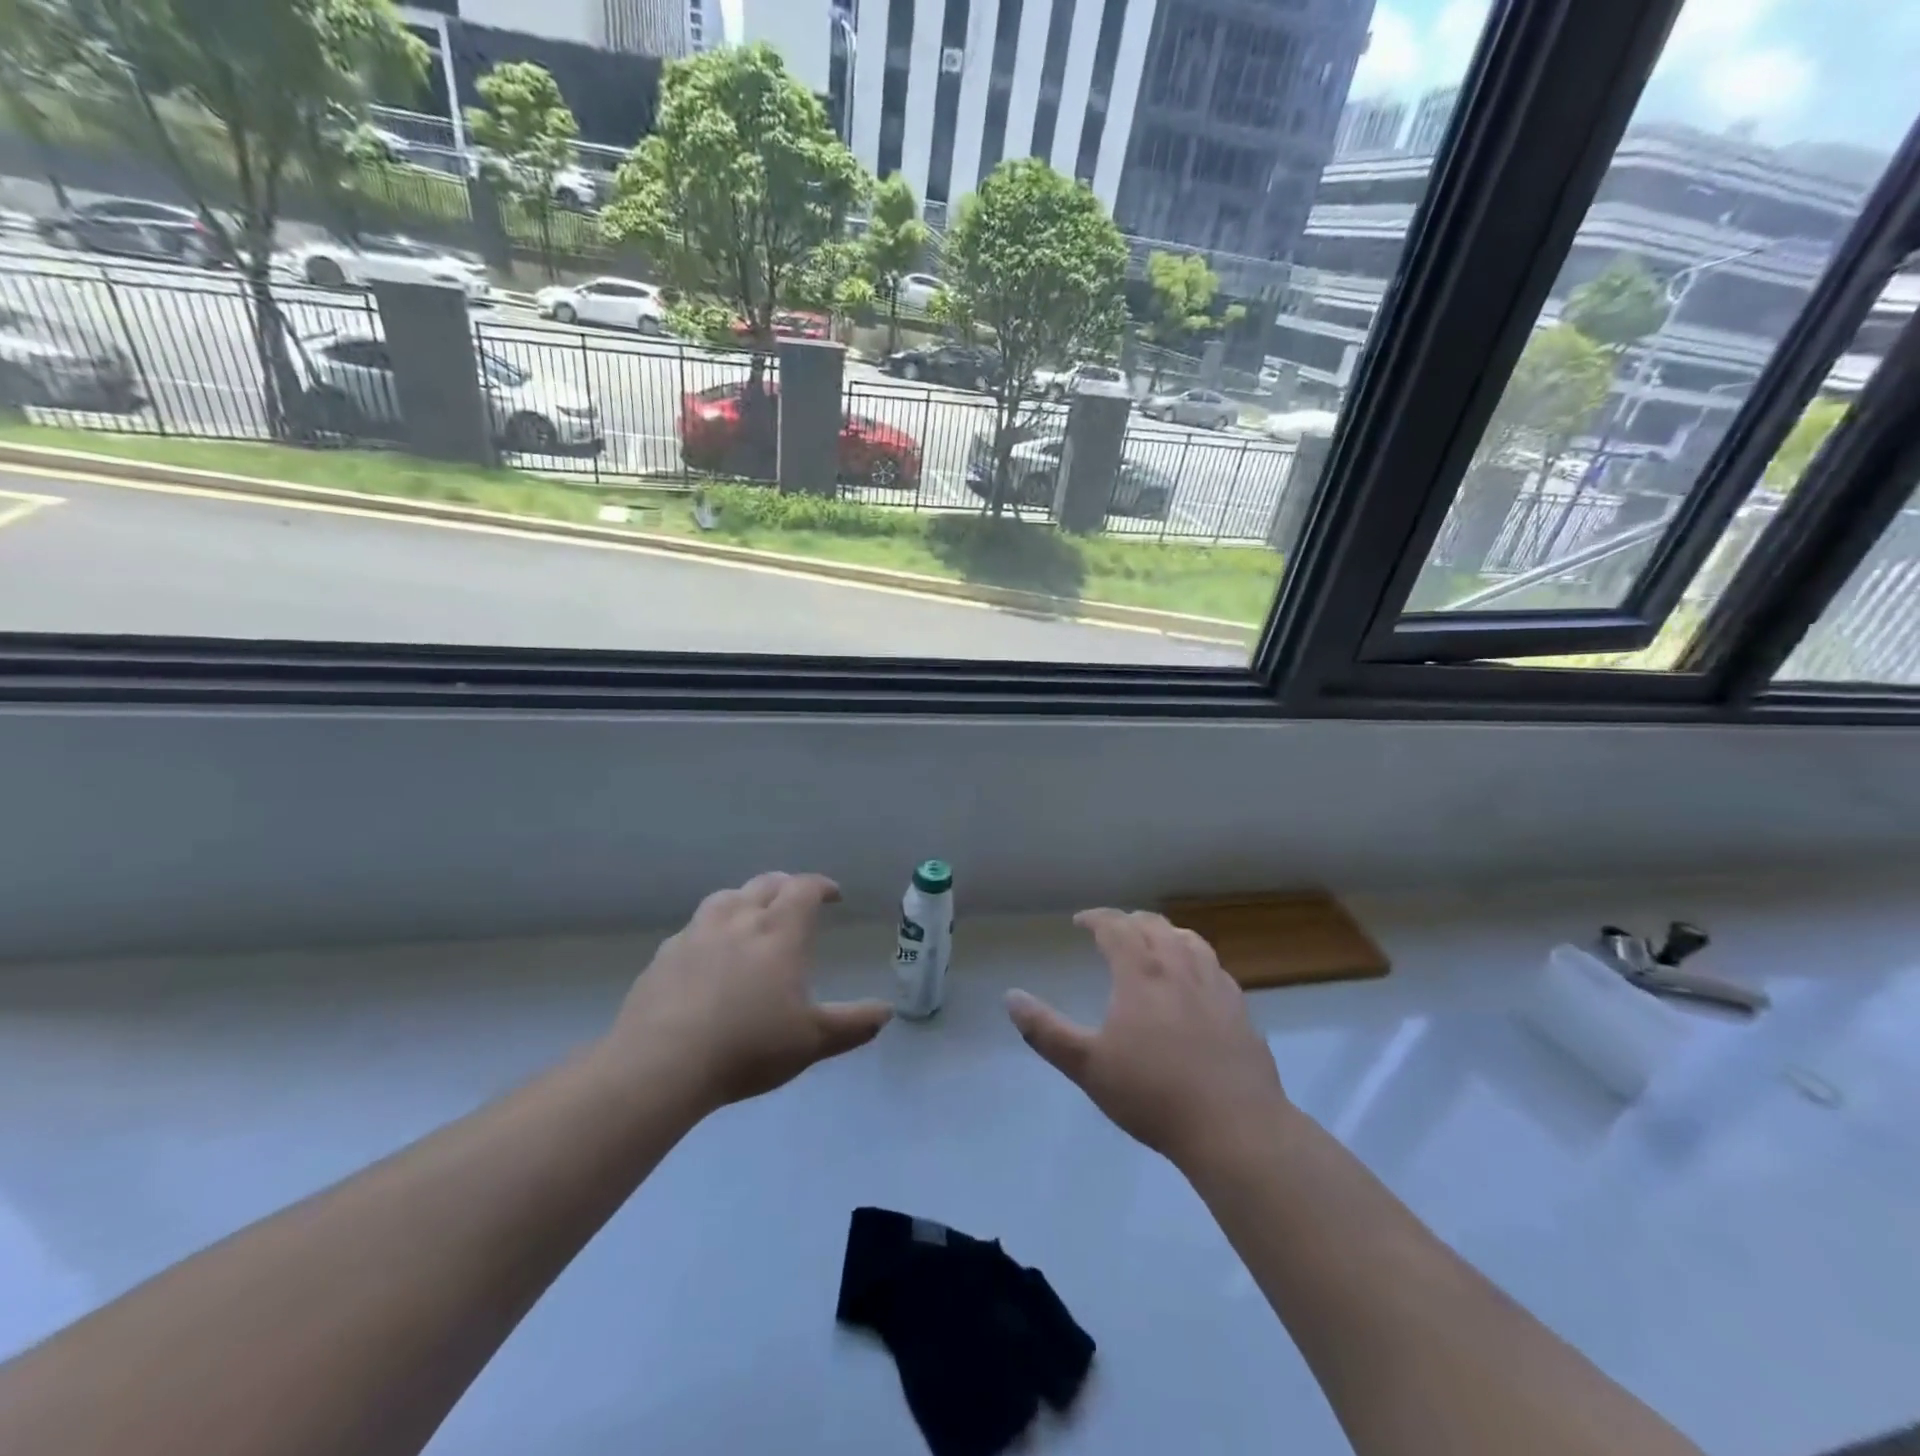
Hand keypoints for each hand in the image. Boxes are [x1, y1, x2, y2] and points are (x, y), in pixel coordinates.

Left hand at [610, 872, 892, 1111]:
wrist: (662, 1063)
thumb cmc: (749, 1046)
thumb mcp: (812, 1041)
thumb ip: (853, 1024)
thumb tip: (886, 1012)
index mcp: (779, 931)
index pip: (804, 889)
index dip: (821, 886)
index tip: (833, 895)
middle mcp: (739, 919)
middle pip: (766, 884)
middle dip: (786, 886)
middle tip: (796, 898)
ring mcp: (697, 933)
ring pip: (726, 897)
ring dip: (745, 899)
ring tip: (751, 914)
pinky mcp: (664, 955)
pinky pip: (693, 928)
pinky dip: (710, 929)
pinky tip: (707, 952)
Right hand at [1006, 909, 1288, 1171]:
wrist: (1234, 1127)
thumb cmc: (1153, 1094)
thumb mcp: (1087, 1066)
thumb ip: (1046, 1030)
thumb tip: (1011, 997)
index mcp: (1141, 973)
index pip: (1115, 927)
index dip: (1096, 918)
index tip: (1080, 921)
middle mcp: (1179, 967)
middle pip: (1153, 926)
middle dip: (1128, 921)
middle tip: (1112, 931)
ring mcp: (1215, 985)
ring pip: (1188, 939)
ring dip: (1164, 932)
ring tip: (1154, 943)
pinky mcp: (1240, 1008)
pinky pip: (1214, 965)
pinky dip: (1195, 957)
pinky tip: (1194, 978)